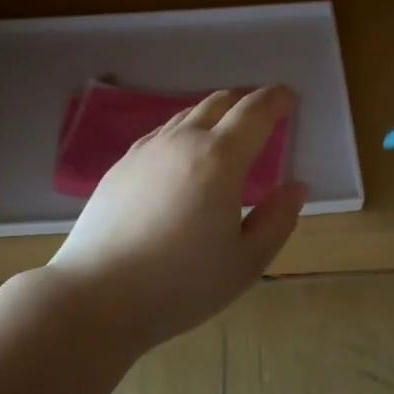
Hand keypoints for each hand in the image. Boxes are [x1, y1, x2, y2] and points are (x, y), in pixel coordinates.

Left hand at [44, 86, 307, 349]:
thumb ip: (277, 220)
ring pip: (188, 114)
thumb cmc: (180, 284)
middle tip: (264, 110)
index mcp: (220, 159)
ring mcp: (147, 150)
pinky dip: (185, 130)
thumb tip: (296, 187)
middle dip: (247, 100)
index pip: (254, 112)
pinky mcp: (122, 165)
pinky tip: (184, 153)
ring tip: (227, 129)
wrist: (96, 296)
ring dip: (215, 113)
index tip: (289, 97)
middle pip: (220, 102)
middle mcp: (183, 141)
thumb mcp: (246, 263)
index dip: (276, 100)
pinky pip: (162, 133)